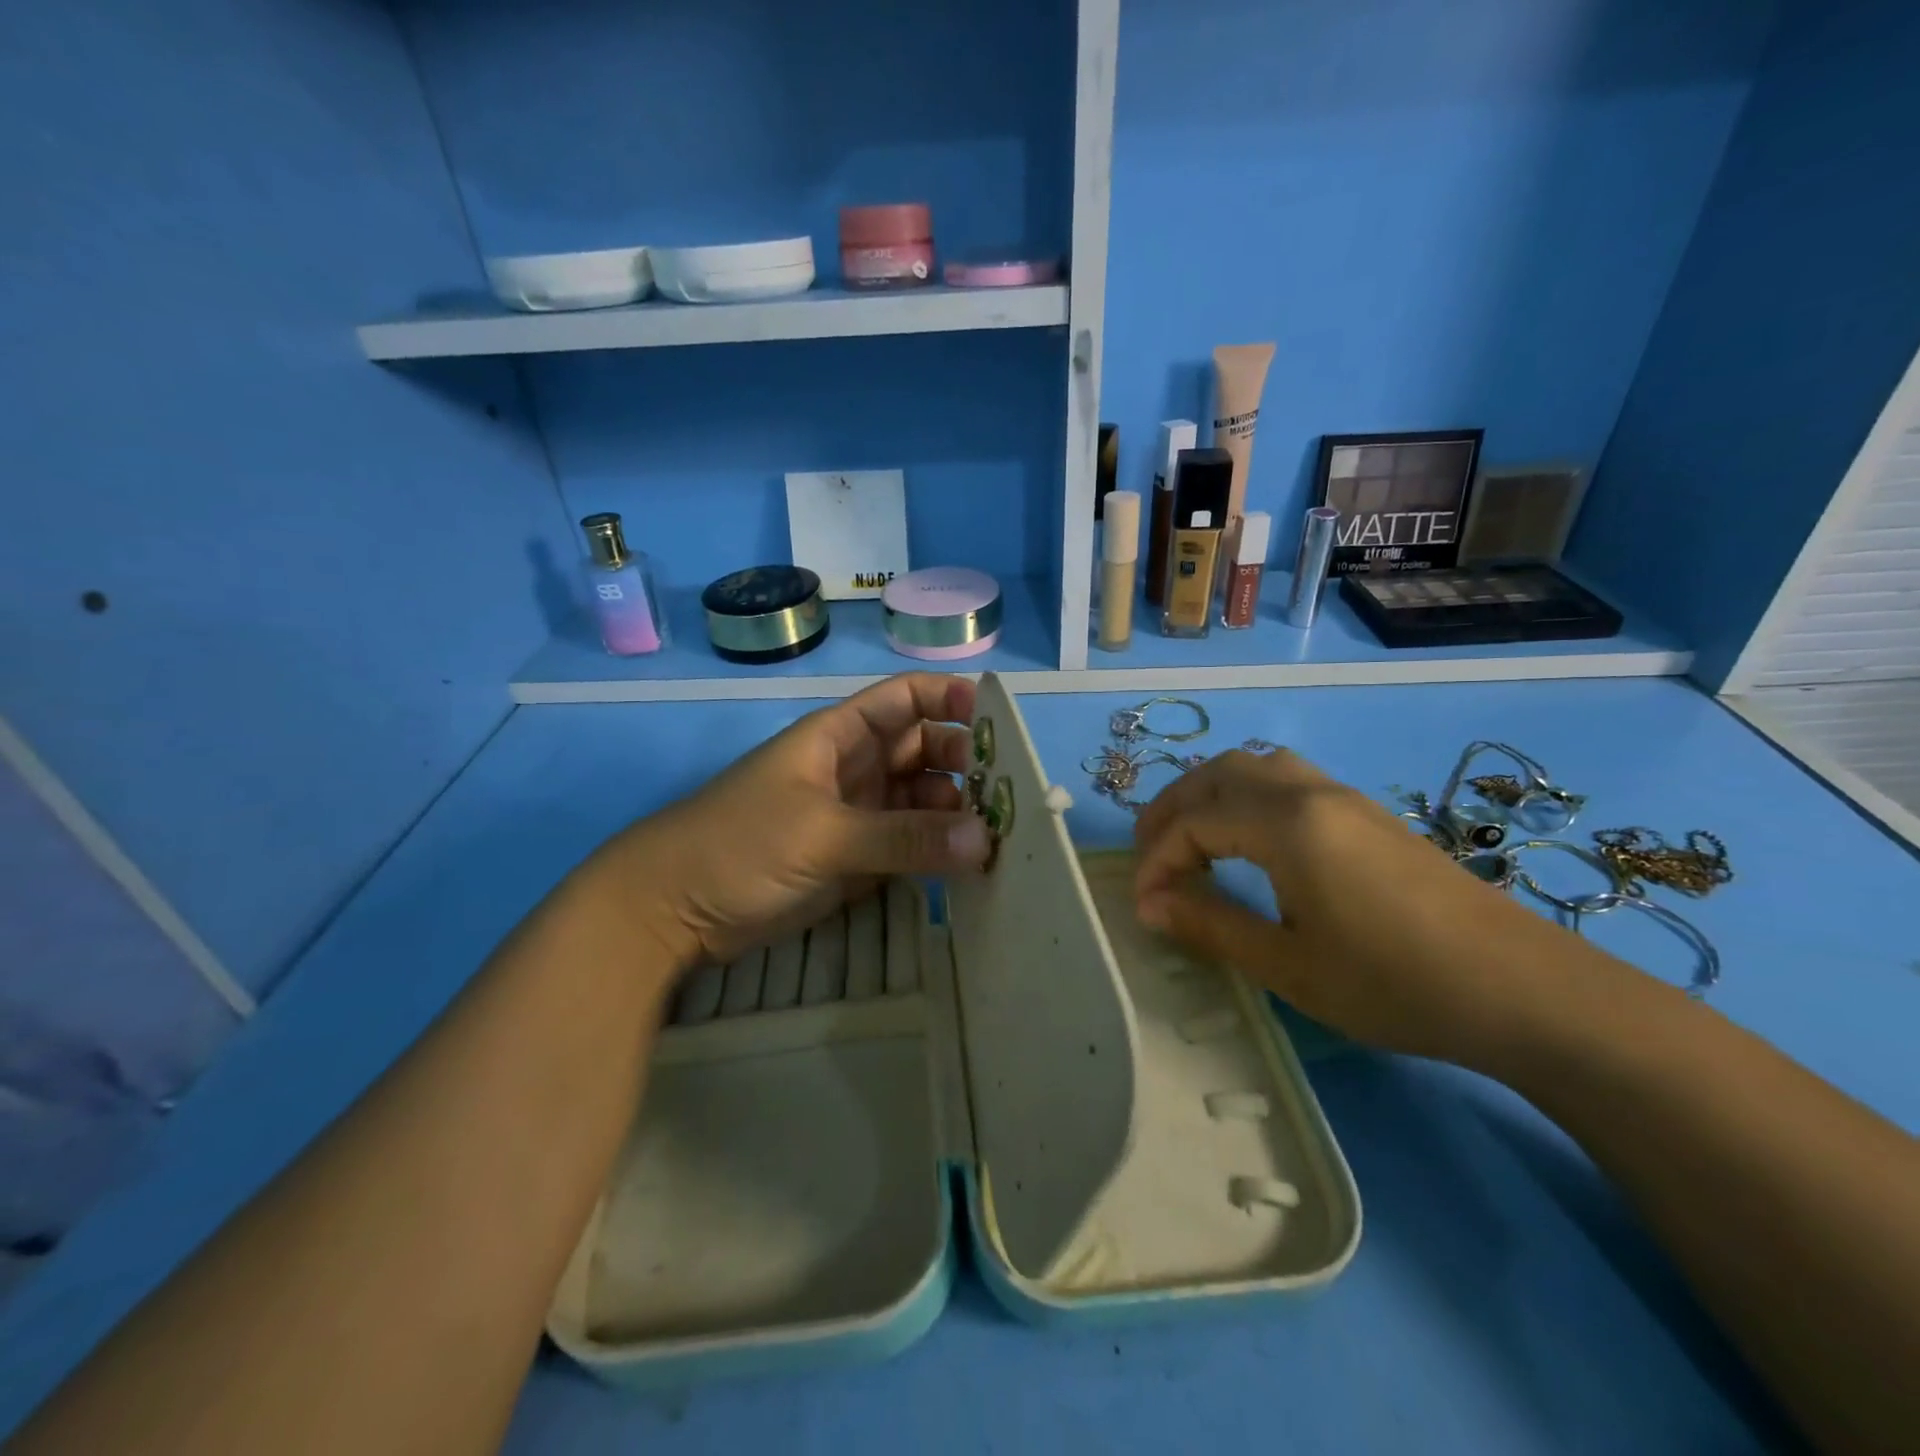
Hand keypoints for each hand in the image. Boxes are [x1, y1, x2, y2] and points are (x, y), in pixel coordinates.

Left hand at [588, 673, 990, 969]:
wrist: (674, 910)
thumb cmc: (739, 845)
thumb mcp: (823, 835)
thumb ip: (903, 838)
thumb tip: (985, 841)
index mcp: (840, 736)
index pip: (905, 700)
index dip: (949, 699)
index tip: (997, 721)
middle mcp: (856, 768)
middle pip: (924, 750)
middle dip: (965, 763)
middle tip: (1007, 793)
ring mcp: (858, 815)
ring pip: (922, 800)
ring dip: (957, 812)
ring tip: (1000, 835)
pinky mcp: (858, 859)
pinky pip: (910, 844)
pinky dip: (939, 850)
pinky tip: (972, 864)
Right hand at [1131, 746, 1597, 1063]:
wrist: (1524, 990)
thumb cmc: (1394, 983)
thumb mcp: (1289, 964)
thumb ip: (1210, 924)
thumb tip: (1148, 904)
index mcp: (1286, 823)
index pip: (1194, 822)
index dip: (1157, 860)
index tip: (1143, 906)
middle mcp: (1310, 792)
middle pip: (1218, 774)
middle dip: (1172, 809)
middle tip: (1151, 857)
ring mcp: (1345, 797)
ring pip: (1255, 767)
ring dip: (1210, 794)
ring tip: (1192, 840)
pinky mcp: (1369, 813)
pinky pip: (1287, 779)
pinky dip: (1246, 797)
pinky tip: (1251, 841)